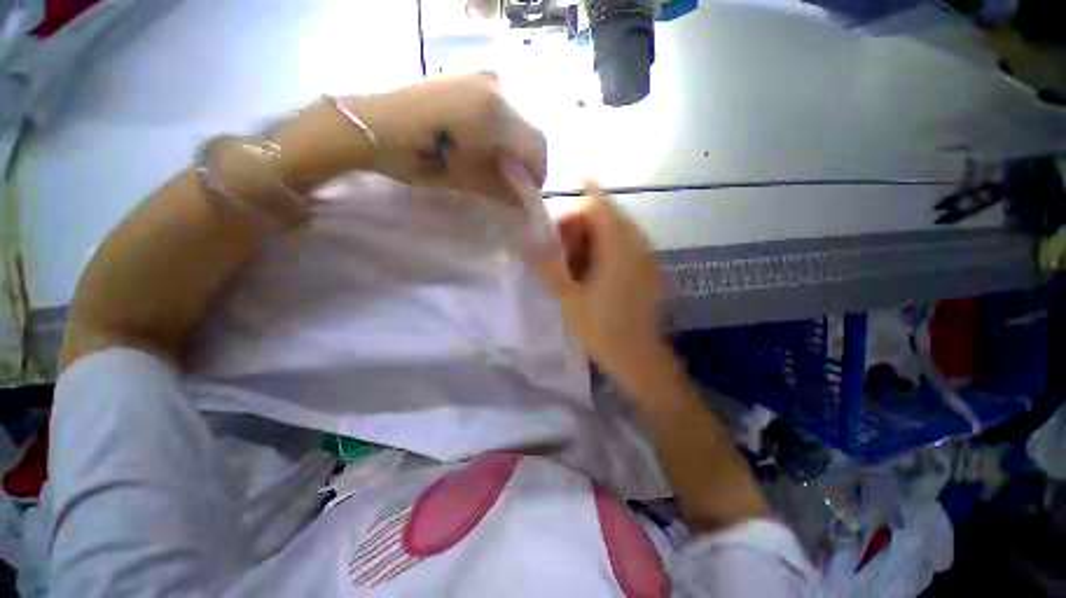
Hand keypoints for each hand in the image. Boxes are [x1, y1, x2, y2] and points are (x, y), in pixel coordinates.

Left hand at [346, 72, 546, 204]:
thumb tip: (523, 201)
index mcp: (497, 113)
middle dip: (527, 159)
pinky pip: (498, 106)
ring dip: (514, 144)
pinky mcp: (466, 77)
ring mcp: (480, 77)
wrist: (372, 126)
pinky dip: (501, 129)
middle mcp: (497, 87)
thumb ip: (502, 189)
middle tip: (514, 181)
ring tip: (498, 165)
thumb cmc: (420, 157)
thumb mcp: (467, 178)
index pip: (537, 145)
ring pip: (516, 118)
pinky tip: (485, 144)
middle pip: (529, 129)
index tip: (528, 193)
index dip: (538, 173)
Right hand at [530, 182, 667, 379]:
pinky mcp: (647, 270)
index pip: (599, 203)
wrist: (640, 359)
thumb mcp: (567, 299)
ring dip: (590, 239)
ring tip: (572, 264)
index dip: (584, 189)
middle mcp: (637, 244)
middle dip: (579, 225)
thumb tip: (524, 244)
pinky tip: (590, 273)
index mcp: (618, 247)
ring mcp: (646, 257)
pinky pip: (623, 247)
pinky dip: (603, 250)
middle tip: (558, 249)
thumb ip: (545, 267)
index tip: (567, 187)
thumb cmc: (602, 330)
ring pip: (614, 232)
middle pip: (605, 216)